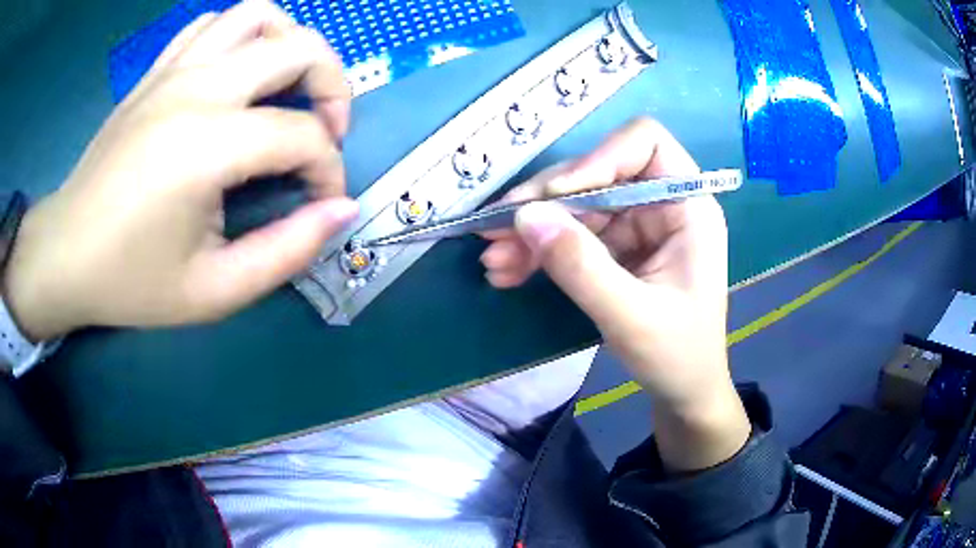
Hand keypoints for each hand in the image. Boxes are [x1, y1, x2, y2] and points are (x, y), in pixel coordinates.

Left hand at [4, 0, 357, 340]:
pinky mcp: (156, 71)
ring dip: (290, 44)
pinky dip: (240, 37)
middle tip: (324, 132)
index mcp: (207, 145)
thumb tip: (341, 209)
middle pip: (299, 48)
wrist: (66, 254)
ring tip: (286, 88)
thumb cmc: (131, 281)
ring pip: (258, 15)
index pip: (301, 136)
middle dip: (332, 88)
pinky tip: (236, 75)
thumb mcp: (214, 291)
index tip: (322, 203)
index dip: (328, 170)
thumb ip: (287, 252)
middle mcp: (197, 88)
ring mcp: (173, 71)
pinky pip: (212, 24)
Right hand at [482, 118, 749, 470]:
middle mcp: (661, 205)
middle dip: (545, 202)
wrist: (683, 392)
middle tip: (494, 231)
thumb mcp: (631, 317)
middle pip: (596, 174)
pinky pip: (571, 234)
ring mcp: (637, 225)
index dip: (597, 159)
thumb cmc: (678, 357)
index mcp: (688, 207)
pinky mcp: (616, 247)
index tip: (555, 197)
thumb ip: (581, 267)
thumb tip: (524, 216)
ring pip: (575, 205)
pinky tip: (508, 271)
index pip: (644, 143)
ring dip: (531, 230)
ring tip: (494, 260)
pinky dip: (539, 250)